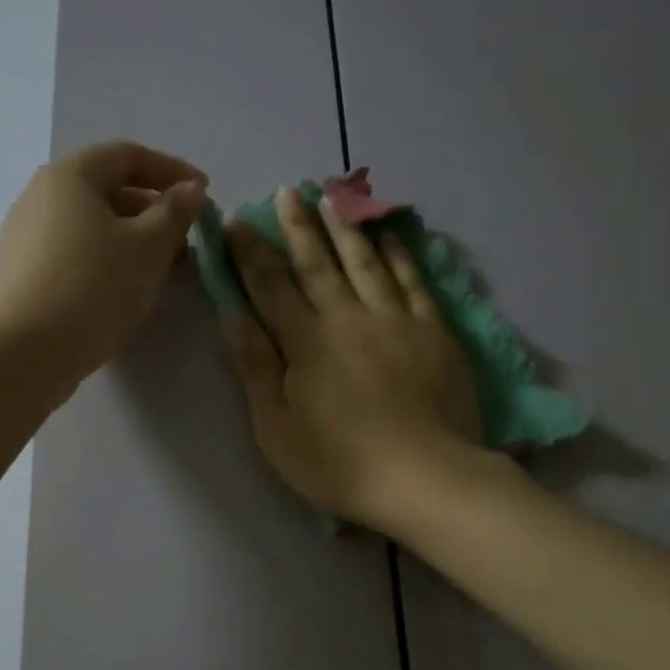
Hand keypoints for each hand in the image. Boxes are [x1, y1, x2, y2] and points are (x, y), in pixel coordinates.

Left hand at [0, 140, 206, 389]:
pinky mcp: (24, 275)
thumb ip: (175, 213)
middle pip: (107, 190)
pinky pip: (76, 254)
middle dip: (154, 211)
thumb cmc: (93, 288)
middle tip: (188, 239)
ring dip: (135, 240)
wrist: (26, 353)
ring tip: (167, 270)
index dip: (171, 169)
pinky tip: (130, 290)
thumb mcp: (148, 247)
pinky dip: (109, 261)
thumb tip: (190, 190)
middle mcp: (40, 197)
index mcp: (68, 176)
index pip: (127, 155)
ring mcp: (26, 238)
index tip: (204, 194)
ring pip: (93, 226)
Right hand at [225, 186, 480, 527]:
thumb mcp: (276, 427)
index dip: (250, 253)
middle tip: (288, 190)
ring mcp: (397, 321)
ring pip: (367, 262)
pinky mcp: (434, 332)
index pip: (271, 286)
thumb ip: (256, 367)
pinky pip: (414, 282)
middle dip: (298, 226)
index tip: (236, 221)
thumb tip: (234, 315)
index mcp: (307, 342)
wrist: (426, 478)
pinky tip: (390, 237)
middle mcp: (350, 318)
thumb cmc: (339, 463)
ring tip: (333, 197)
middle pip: (319, 263)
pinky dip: (400, 255)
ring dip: (346, 228)